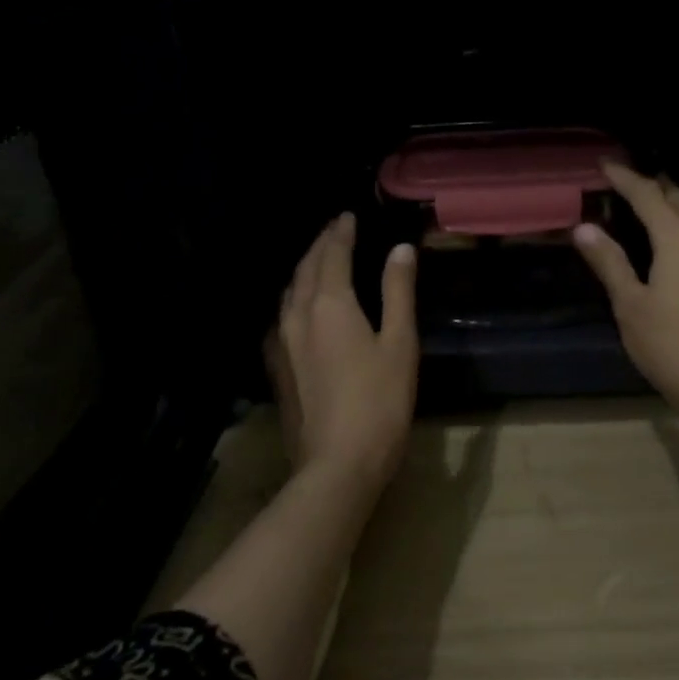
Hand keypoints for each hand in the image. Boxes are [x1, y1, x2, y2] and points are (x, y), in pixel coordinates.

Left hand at [267, 213, 418, 489]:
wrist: (337, 463)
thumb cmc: (380, 401)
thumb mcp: (400, 343)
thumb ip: (398, 292)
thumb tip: (400, 249)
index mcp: (330, 304)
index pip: (332, 254)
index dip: (341, 232)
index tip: (348, 216)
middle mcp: (298, 315)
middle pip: (306, 268)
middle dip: (320, 245)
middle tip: (334, 231)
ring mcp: (281, 343)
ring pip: (289, 292)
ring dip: (305, 269)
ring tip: (320, 260)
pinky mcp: (277, 367)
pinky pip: (282, 316)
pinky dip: (295, 298)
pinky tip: (301, 308)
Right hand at [573, 164, 678, 426]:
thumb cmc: (671, 345)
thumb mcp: (630, 305)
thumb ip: (610, 263)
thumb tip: (584, 228)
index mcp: (678, 241)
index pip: (649, 196)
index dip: (626, 178)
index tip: (605, 164)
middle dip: (658, 186)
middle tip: (633, 183)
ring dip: (678, 205)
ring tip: (656, 207)